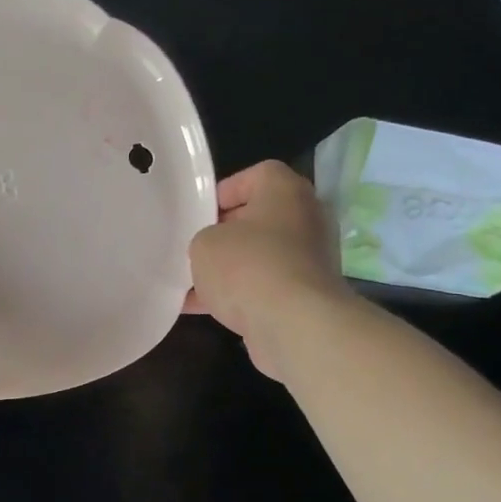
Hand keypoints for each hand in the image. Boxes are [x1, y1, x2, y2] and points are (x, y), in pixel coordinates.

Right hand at [186, 160, 346, 379]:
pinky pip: (265, 287)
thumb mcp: (204, 243)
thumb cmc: (248, 266)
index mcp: (286, 192)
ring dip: (229, 268)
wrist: (295, 326)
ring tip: (191, 282)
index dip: (225, 191)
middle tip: (194, 247)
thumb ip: (204, 238)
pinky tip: (202, 309)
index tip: (199, 214)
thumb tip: (212, 250)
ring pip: (260, 255)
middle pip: (258, 218)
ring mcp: (309, 260)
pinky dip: (238, 295)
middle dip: (224, 234)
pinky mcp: (306, 296)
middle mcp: (305, 220)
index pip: (257, 175)